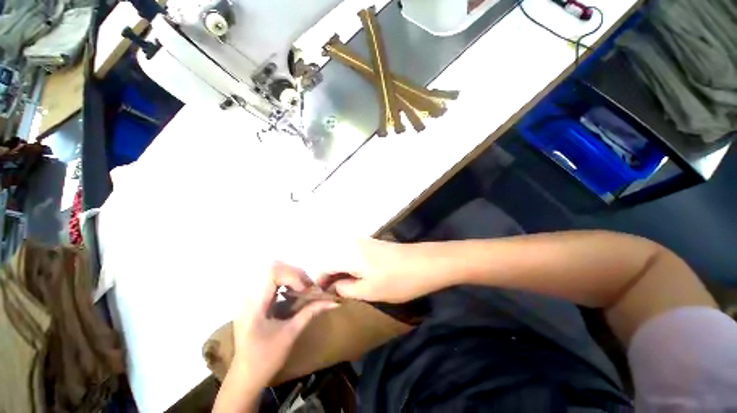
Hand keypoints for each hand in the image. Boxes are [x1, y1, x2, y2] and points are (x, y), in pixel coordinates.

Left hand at [230, 262, 337, 386]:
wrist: (245, 376)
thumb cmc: (266, 358)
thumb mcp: (291, 333)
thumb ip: (311, 311)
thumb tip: (333, 301)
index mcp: (255, 303)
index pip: (272, 272)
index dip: (292, 276)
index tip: (305, 290)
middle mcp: (250, 295)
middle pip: (275, 268)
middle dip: (295, 274)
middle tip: (309, 288)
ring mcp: (251, 297)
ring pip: (274, 272)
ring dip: (292, 277)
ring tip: (305, 290)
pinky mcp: (255, 300)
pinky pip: (273, 282)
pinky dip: (287, 283)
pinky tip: (295, 294)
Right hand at [315, 238, 446, 303]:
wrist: (426, 263)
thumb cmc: (398, 280)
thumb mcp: (369, 291)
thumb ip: (346, 289)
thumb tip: (334, 286)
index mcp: (348, 254)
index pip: (324, 266)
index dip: (321, 282)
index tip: (324, 297)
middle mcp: (353, 243)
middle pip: (333, 260)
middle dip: (332, 278)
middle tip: (337, 296)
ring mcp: (365, 242)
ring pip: (345, 258)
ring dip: (343, 273)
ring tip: (348, 290)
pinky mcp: (375, 244)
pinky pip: (355, 255)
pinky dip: (353, 267)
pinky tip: (361, 278)